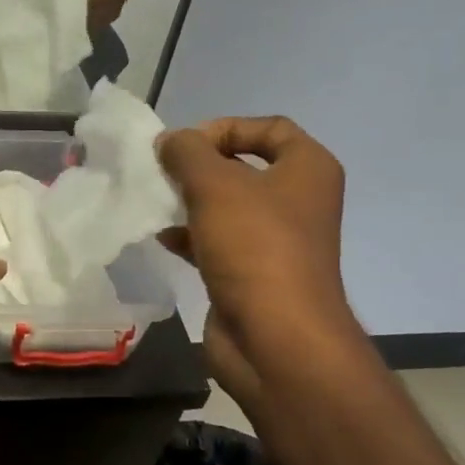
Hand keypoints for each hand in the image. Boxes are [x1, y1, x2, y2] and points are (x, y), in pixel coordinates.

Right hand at [156, 117, 359, 377]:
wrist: (275, 337)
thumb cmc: (254, 247)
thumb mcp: (215, 185)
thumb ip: (187, 153)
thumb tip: (170, 141)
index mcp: (308, 169)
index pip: (270, 128)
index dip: (225, 128)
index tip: (184, 145)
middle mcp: (298, 201)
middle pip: (244, 168)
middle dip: (200, 167)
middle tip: (163, 173)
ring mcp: (276, 241)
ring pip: (227, 207)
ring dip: (190, 202)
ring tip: (157, 203)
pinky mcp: (252, 274)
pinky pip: (218, 242)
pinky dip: (191, 236)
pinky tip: (163, 239)